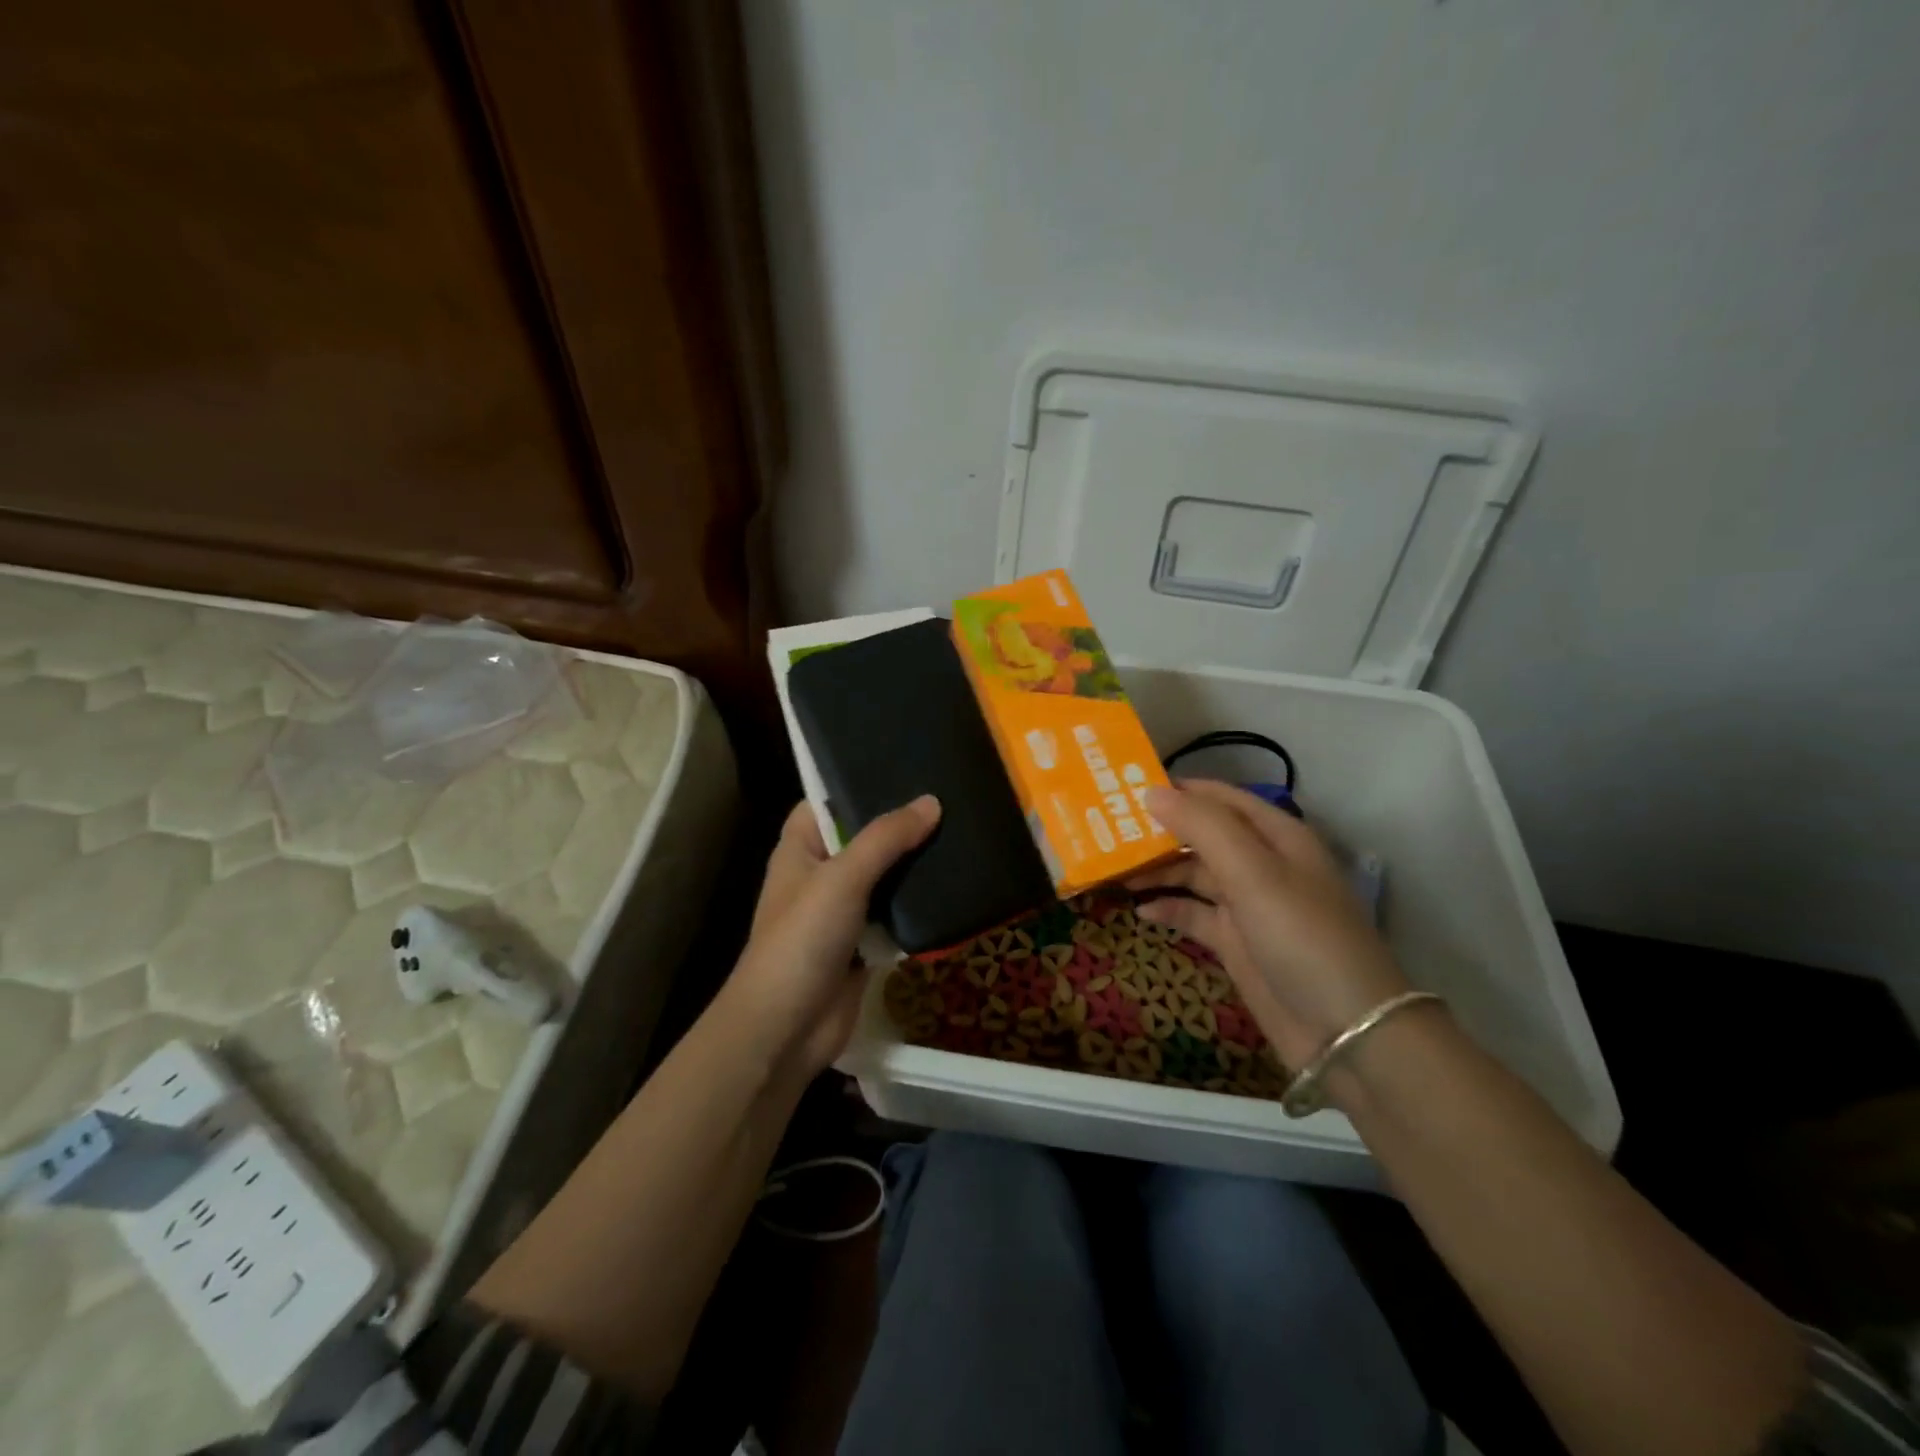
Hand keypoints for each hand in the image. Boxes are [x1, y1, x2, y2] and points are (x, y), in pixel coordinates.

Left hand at [722, 797, 941, 1078]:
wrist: (788, 1027)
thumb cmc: (802, 939)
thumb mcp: (843, 877)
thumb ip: (886, 838)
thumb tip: (932, 801)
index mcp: (800, 848)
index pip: (826, 802)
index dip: (856, 783)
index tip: (901, 766)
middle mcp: (820, 874)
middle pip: (862, 838)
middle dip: (898, 824)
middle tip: (946, 796)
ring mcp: (842, 911)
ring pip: (883, 876)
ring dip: (912, 864)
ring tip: (959, 831)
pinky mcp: (863, 943)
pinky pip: (894, 913)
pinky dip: (916, 903)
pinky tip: (953, 882)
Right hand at [1130, 780, 1408, 1070]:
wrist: (1344, 1031)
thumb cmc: (1301, 935)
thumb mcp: (1253, 872)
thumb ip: (1203, 827)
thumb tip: (1152, 792)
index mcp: (1276, 836)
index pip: (1221, 798)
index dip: (1179, 790)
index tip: (1127, 789)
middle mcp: (1262, 864)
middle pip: (1202, 835)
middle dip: (1160, 831)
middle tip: (1107, 830)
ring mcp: (1249, 905)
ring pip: (1194, 874)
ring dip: (1158, 871)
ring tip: (1114, 869)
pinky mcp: (1236, 942)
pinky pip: (1194, 914)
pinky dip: (1168, 909)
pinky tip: (1140, 911)